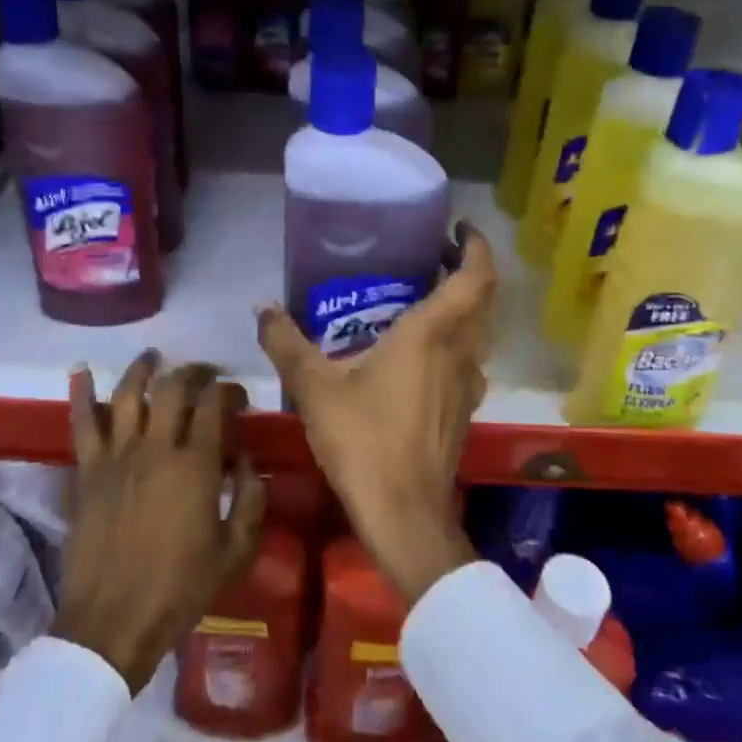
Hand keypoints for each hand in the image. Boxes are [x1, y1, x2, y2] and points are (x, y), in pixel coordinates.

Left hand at [53, 352, 266, 693]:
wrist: (113, 622)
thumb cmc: (180, 589)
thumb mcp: (235, 552)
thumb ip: (250, 500)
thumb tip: (248, 463)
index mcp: (195, 466)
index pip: (214, 406)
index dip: (228, 391)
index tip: (236, 395)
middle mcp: (155, 448)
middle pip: (173, 389)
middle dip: (192, 372)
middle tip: (203, 373)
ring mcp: (116, 457)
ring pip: (128, 394)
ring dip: (143, 369)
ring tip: (153, 357)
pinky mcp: (87, 471)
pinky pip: (83, 424)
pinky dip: (81, 394)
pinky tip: (81, 372)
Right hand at [257, 222, 497, 602]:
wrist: (404, 513)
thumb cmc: (364, 440)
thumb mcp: (314, 387)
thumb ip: (286, 342)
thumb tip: (262, 307)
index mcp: (433, 334)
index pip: (476, 276)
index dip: (474, 246)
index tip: (457, 228)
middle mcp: (461, 351)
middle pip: (480, 299)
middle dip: (462, 270)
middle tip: (428, 255)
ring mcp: (467, 383)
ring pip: (475, 331)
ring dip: (459, 307)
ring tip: (419, 297)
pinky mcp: (463, 410)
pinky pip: (465, 358)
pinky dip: (452, 340)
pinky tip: (416, 353)